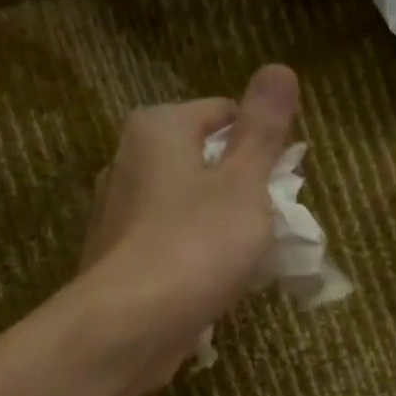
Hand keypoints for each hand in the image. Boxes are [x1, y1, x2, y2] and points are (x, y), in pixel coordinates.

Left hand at [80, 64, 300, 385]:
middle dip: (240, 191)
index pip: (223, 114)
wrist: (129, 327)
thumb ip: (263, 130)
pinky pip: (168, 246)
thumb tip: (279, 68)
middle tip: (267, 227)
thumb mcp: (244, 183)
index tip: (279, 186)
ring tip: (243, 262)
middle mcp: (127, 161)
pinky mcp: (116, 259)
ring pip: (186, 209)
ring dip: (220, 229)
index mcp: (156, 129)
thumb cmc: (195, 245)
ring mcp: (116, 214)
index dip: (259, 146)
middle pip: (203, 163)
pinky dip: (193, 259)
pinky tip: (210, 286)